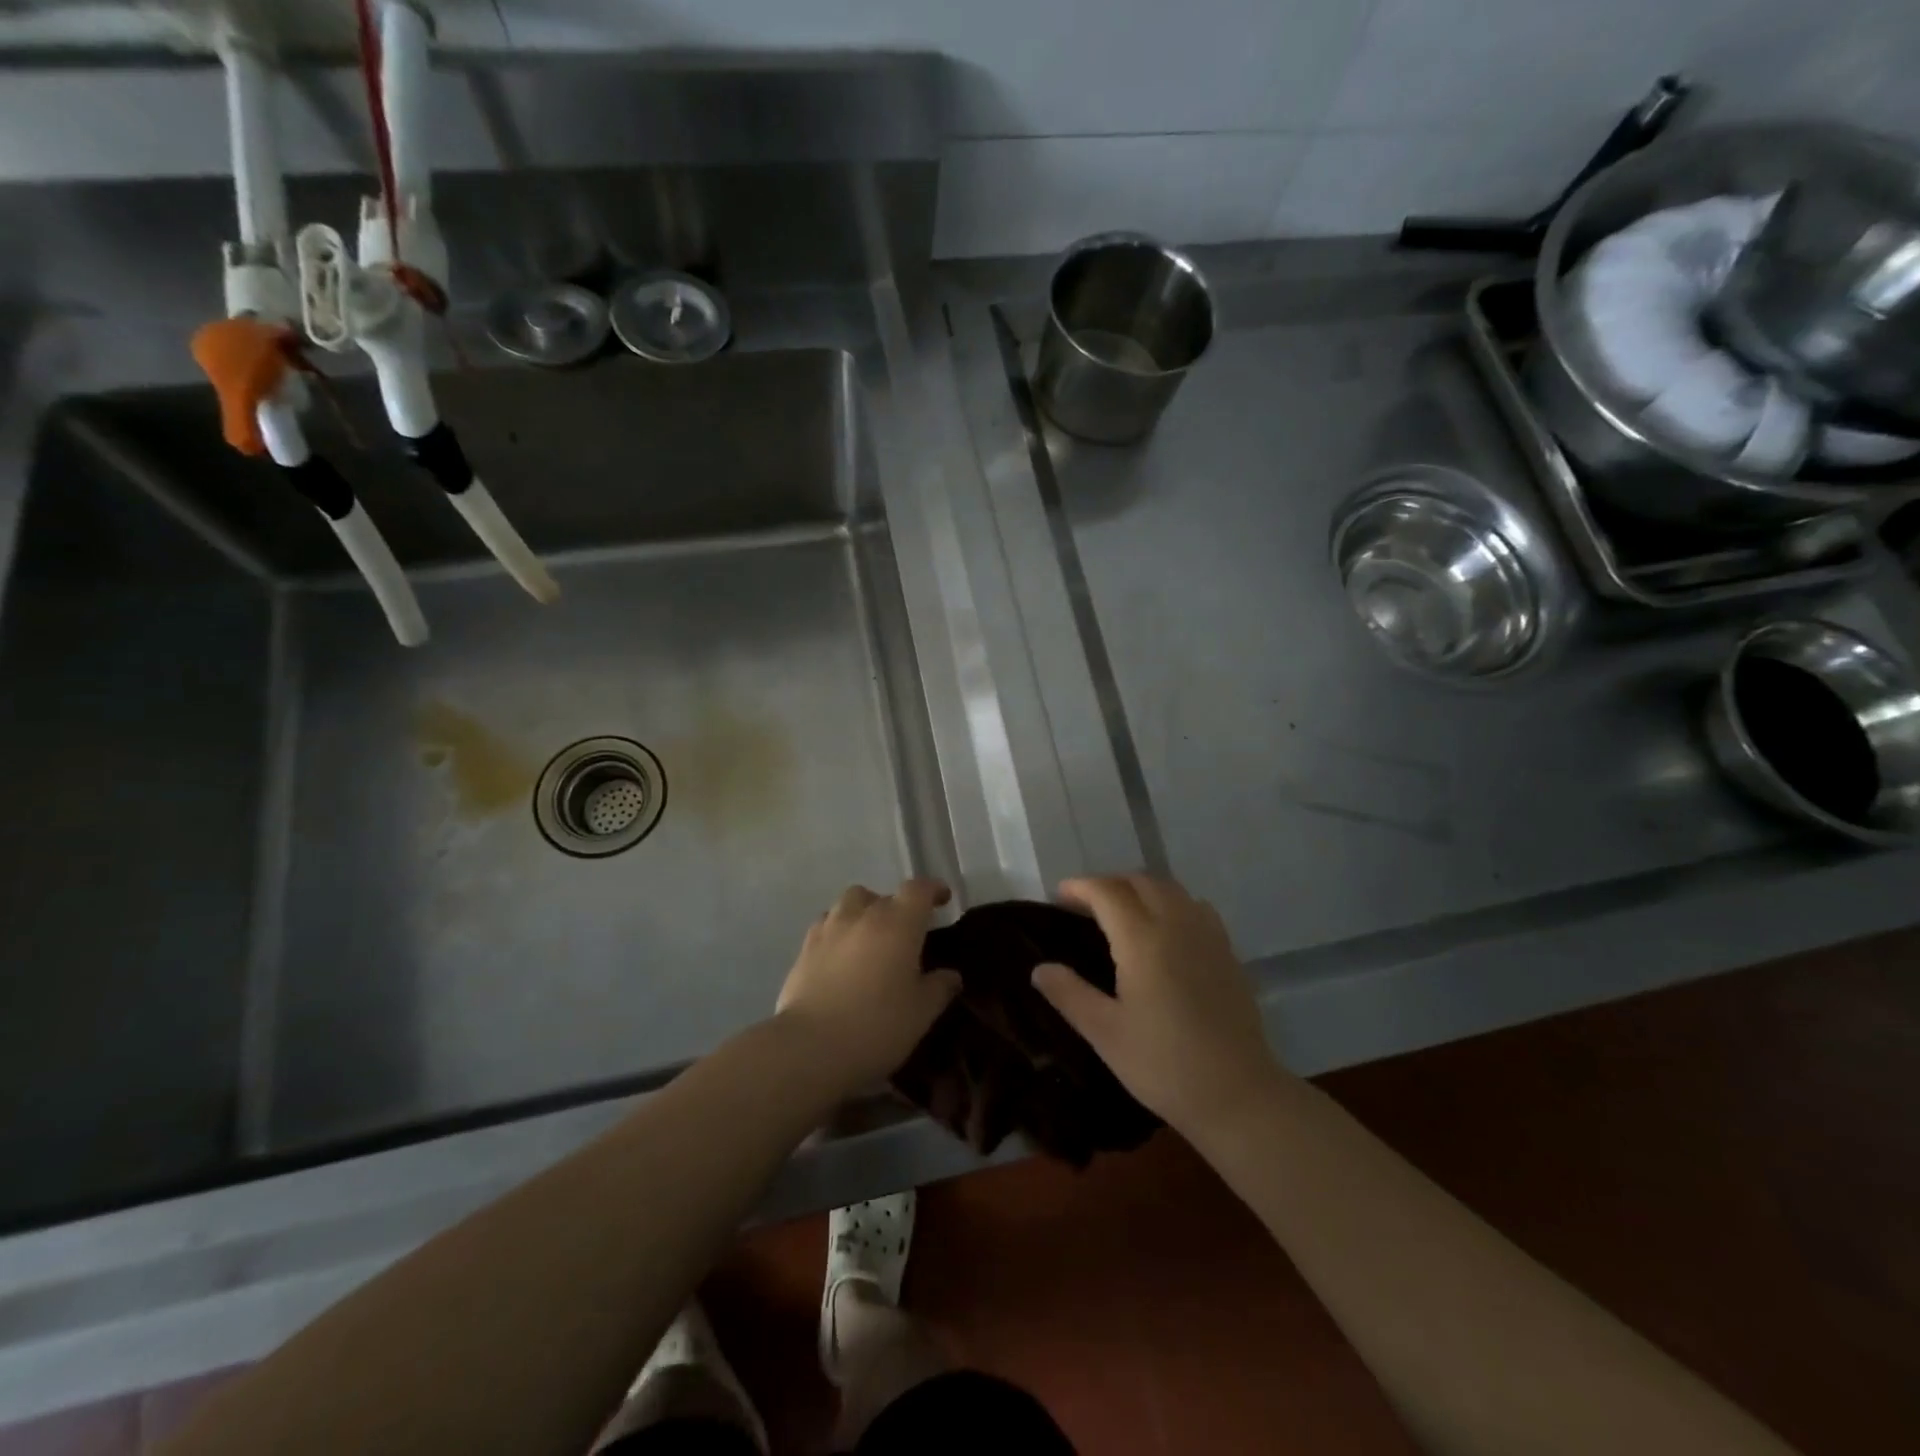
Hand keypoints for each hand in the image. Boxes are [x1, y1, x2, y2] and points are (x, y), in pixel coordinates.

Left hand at [775, 879, 961, 1094]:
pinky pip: (826, 925)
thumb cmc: (877, 1025)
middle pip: (882, 895)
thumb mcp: (921, 1013)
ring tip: (870, 939)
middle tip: (905, 933)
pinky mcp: (804, 948)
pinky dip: (839, 931)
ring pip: (849, 903)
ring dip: (863, 912)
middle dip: (897, 907)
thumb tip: (951, 975)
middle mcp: (863, 915)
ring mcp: (829, 929)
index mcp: (898, 923)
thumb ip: (939, 988)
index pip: (918, 890)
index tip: (942, 898)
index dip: (933, 890)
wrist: (810, 1047)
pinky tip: (842, 956)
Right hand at [1032, 875, 1279, 1135]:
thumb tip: (1039, 969)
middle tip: (1084, 906)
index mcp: (1143, 939)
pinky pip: (1194, 906)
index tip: (1058, 897)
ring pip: (1170, 889)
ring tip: (1121, 913)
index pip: (1107, 892)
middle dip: (1109, 884)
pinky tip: (1164, 931)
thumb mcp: (1105, 1033)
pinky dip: (1170, 903)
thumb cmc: (1164, 1065)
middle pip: (1140, 881)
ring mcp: (1207, 935)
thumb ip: (1069, 994)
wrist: (1239, 1094)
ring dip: (1140, 889)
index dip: (1080, 887)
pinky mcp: (1227, 952)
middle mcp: (1177, 924)